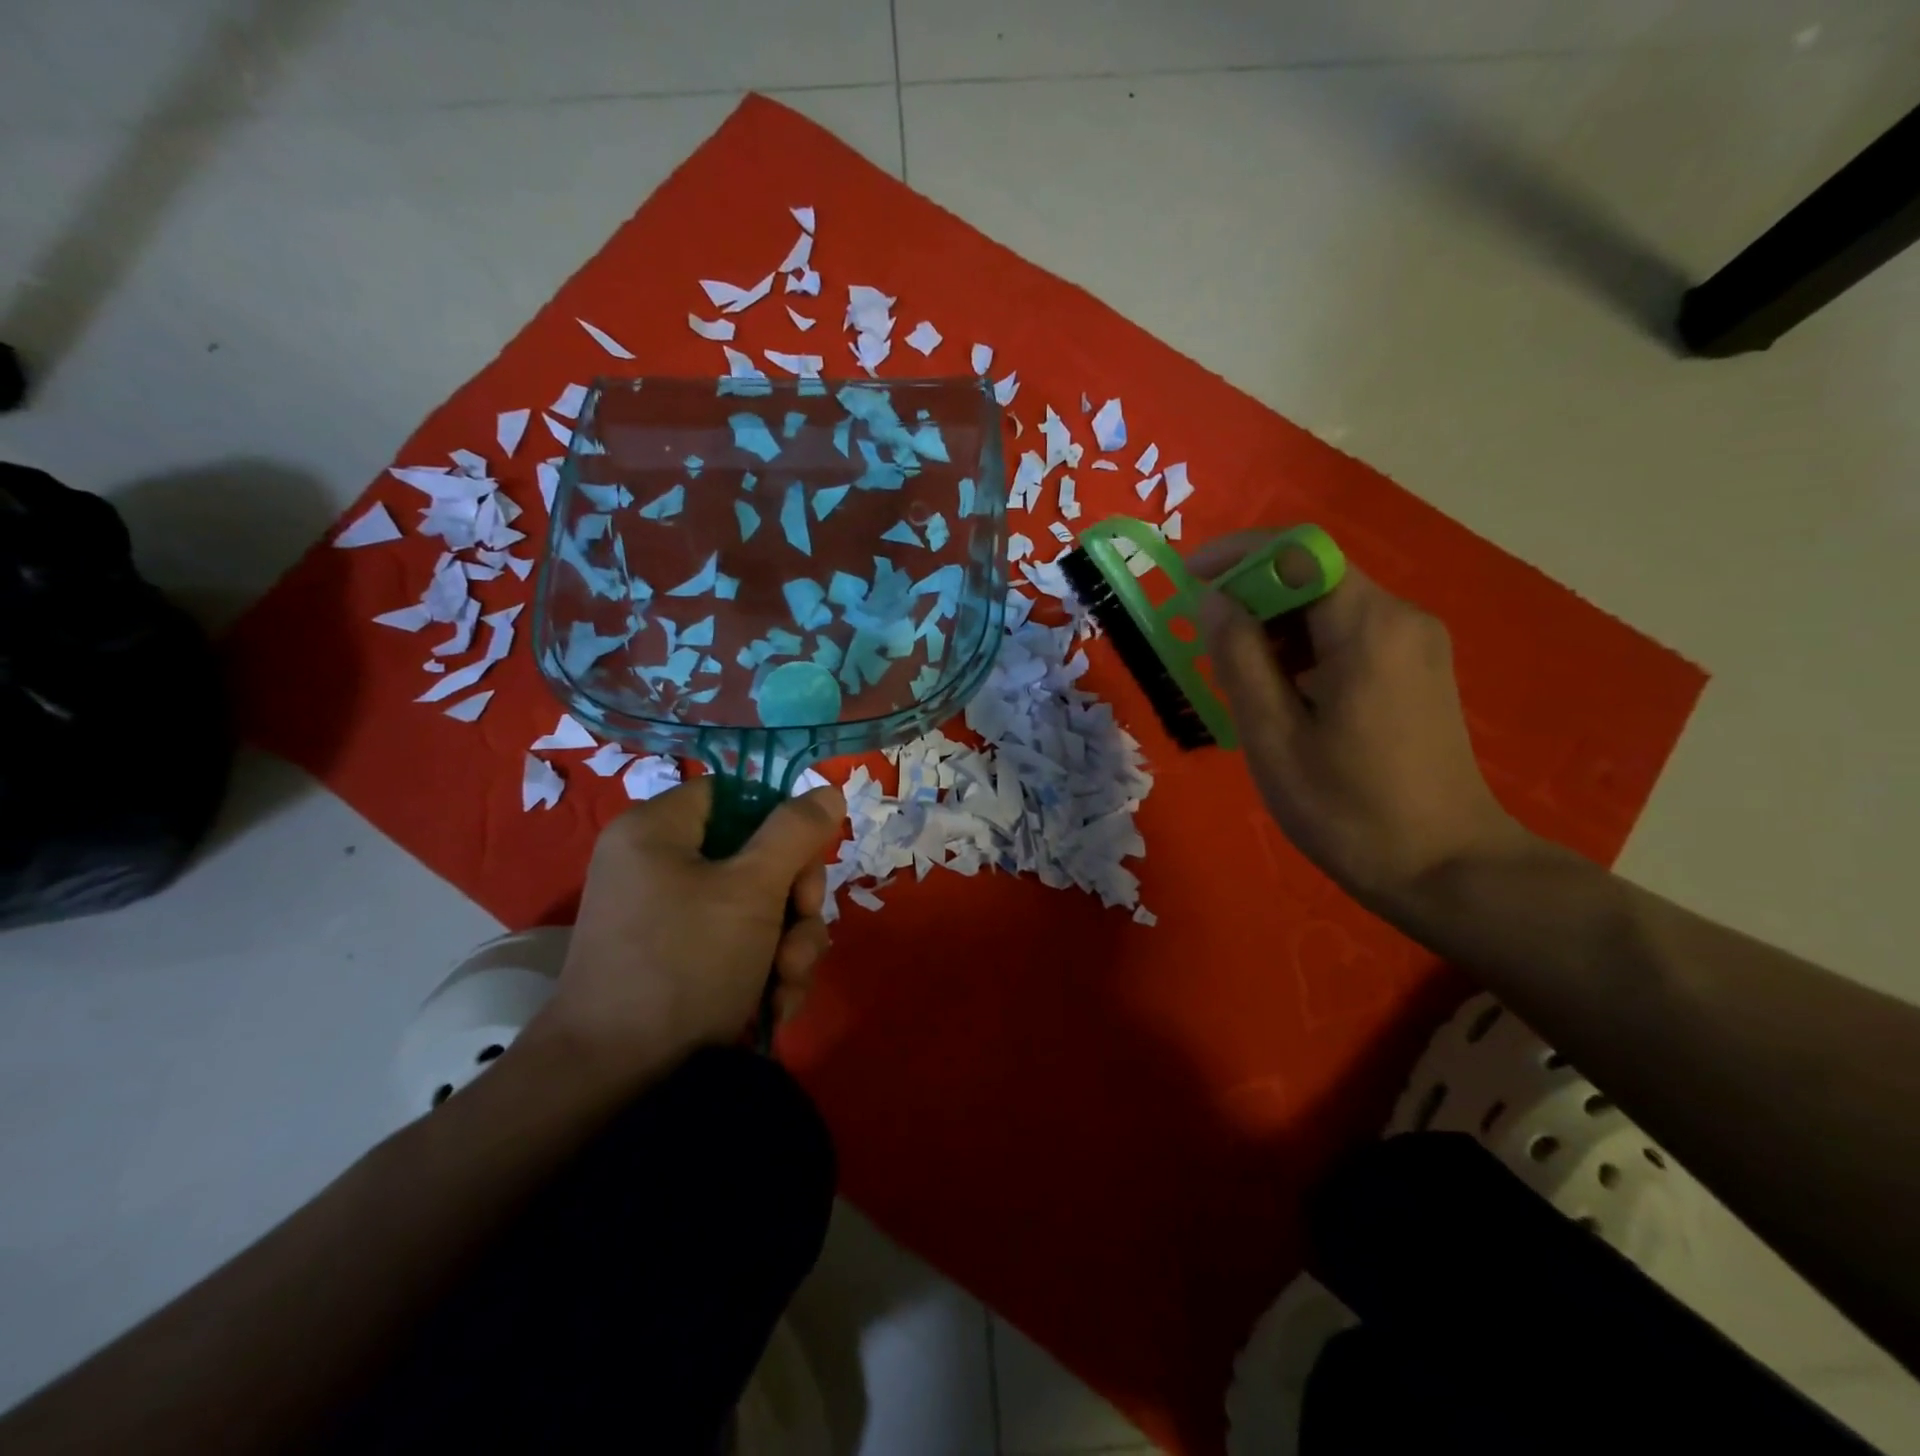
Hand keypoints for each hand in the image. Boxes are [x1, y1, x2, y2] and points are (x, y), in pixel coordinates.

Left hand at [523, 777, 845, 1085]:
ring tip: (788, 982)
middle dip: (794, 898)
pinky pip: (739, 946)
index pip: (734, 794)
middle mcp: (658, 867)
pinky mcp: (680, 963)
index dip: (779, 819)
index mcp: (658, 831)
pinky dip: (765, 971)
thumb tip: (827, 791)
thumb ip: (795, 832)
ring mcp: (669, 919)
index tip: (807, 856)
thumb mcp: (751, 890)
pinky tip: (774, 1004)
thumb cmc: (684, 964)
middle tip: (802, 926)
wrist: (615, 1082)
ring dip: (790, 943)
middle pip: (755, 854)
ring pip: (757, 907)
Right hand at [1193, 530, 1531, 910]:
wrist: (1446, 868)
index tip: (1186, 581)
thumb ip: (1239, 658)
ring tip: (1233, 676)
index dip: (1236, 555)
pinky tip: (1277, 692)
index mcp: (1367, 627)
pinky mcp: (1416, 668)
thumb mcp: (1274, 736)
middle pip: (1312, 575)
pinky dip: (1301, 647)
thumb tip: (1212, 599)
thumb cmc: (1348, 808)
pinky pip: (1347, 634)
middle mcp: (1399, 617)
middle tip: (1202, 643)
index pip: (1296, 552)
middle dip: (1249, 595)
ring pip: (1327, 605)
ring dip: (1272, 625)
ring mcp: (1414, 642)